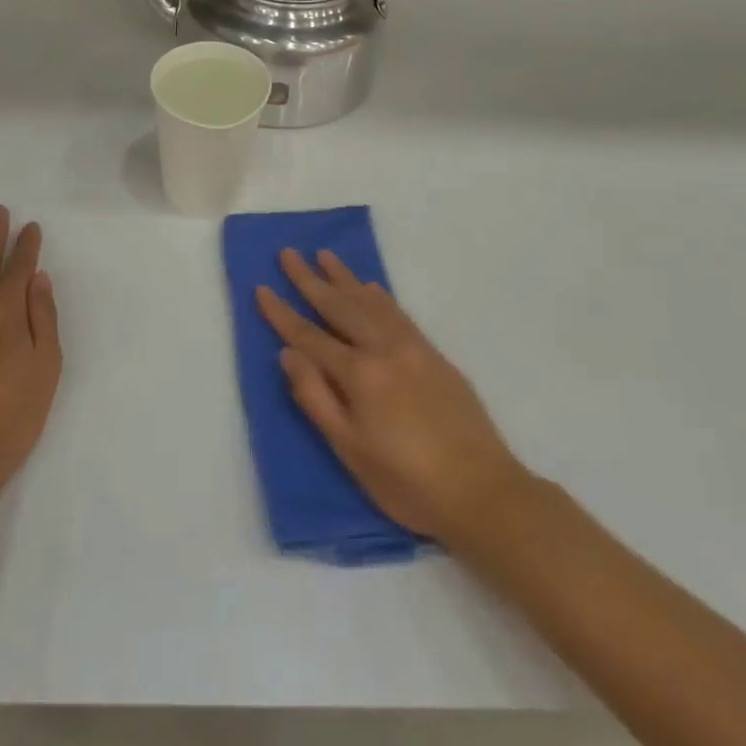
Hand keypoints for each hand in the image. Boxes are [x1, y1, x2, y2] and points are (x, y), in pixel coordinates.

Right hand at [256, 249, 524, 546]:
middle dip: (309, 279)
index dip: (282, 313)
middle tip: (288, 253)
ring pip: (369, 301)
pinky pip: (398, 312)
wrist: (483, 491)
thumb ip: (316, 398)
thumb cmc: (407, 482)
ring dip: (343, 277)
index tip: (262, 288)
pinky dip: (379, 295)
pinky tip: (370, 286)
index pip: (309, 336)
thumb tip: (288, 355)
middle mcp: (383, 348)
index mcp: (358, 374)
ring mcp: (411, 346)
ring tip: (323, 255)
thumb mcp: (350, 451)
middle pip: (338, 306)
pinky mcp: (433, 353)